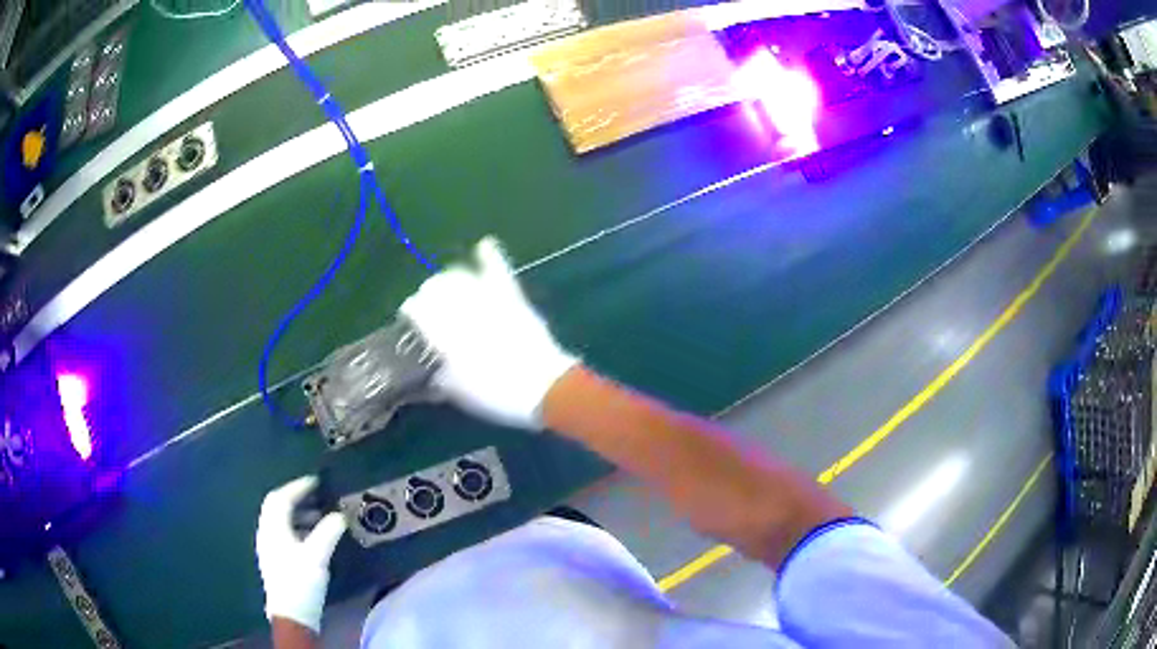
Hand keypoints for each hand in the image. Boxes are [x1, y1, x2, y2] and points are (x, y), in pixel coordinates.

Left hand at [256, 476, 346, 633]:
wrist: (292, 615)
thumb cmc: (301, 581)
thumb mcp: (317, 556)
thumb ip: (328, 532)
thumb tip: (339, 515)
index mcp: (273, 527)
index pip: (281, 498)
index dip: (298, 487)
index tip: (317, 481)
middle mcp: (267, 533)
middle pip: (277, 507)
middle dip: (297, 498)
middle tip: (319, 496)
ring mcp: (269, 547)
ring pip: (281, 521)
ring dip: (299, 513)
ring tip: (321, 516)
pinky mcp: (276, 559)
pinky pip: (284, 532)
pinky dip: (298, 527)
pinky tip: (313, 537)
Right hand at [400, 237, 577, 428]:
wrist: (545, 389)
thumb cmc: (497, 396)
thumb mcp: (459, 393)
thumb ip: (439, 377)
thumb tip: (432, 370)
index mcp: (444, 335)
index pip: (416, 309)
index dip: (410, 311)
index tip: (409, 318)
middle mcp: (462, 311)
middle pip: (435, 289)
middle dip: (428, 295)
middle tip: (429, 307)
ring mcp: (488, 301)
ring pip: (460, 276)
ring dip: (450, 279)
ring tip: (448, 287)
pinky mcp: (512, 299)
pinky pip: (499, 272)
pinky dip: (492, 256)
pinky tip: (485, 244)